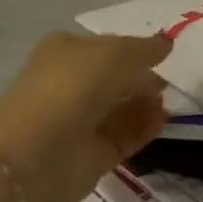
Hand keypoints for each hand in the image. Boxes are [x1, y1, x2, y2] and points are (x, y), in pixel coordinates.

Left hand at [0, 31, 170, 201]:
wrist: (35, 156)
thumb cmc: (72, 87)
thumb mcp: (115, 54)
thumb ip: (145, 49)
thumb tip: (165, 46)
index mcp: (66, 51)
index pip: (106, 45)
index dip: (134, 47)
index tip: (162, 53)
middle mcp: (70, 84)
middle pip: (116, 77)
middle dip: (143, 77)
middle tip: (167, 81)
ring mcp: (79, 121)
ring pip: (122, 107)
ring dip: (147, 103)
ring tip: (165, 102)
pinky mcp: (91, 154)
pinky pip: (125, 135)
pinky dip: (145, 127)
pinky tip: (161, 121)